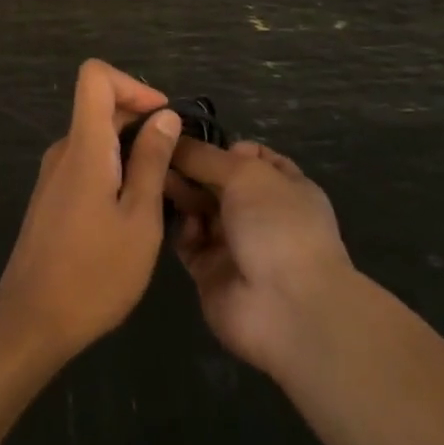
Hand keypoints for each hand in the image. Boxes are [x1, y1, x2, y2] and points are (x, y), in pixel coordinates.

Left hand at [0, 60, 181, 364]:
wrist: (30, 322)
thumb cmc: (94, 273)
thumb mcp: (139, 219)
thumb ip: (152, 162)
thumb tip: (165, 115)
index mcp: (85, 146)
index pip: (95, 76)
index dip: (132, 85)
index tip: (162, 117)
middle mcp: (64, 150)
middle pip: (100, 106)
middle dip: (141, 120)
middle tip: (174, 161)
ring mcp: (54, 174)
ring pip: (96, 137)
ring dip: (130, 149)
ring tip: (160, 192)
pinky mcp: (51, 197)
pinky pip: (86, 163)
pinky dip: (113, 169)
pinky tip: (131, 212)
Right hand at [166, 139, 356, 376]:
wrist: (288, 308)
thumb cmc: (277, 225)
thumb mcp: (245, 173)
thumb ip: (205, 156)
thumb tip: (174, 139)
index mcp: (283, 185)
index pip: (249, 156)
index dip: (220, 146)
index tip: (186, 136)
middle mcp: (260, 213)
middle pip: (217, 181)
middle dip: (191, 167)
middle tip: (158, 155)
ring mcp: (236, 244)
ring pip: (200, 209)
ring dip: (181, 193)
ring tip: (155, 178)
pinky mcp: (212, 272)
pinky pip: (189, 241)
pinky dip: (180, 227)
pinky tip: (171, 214)